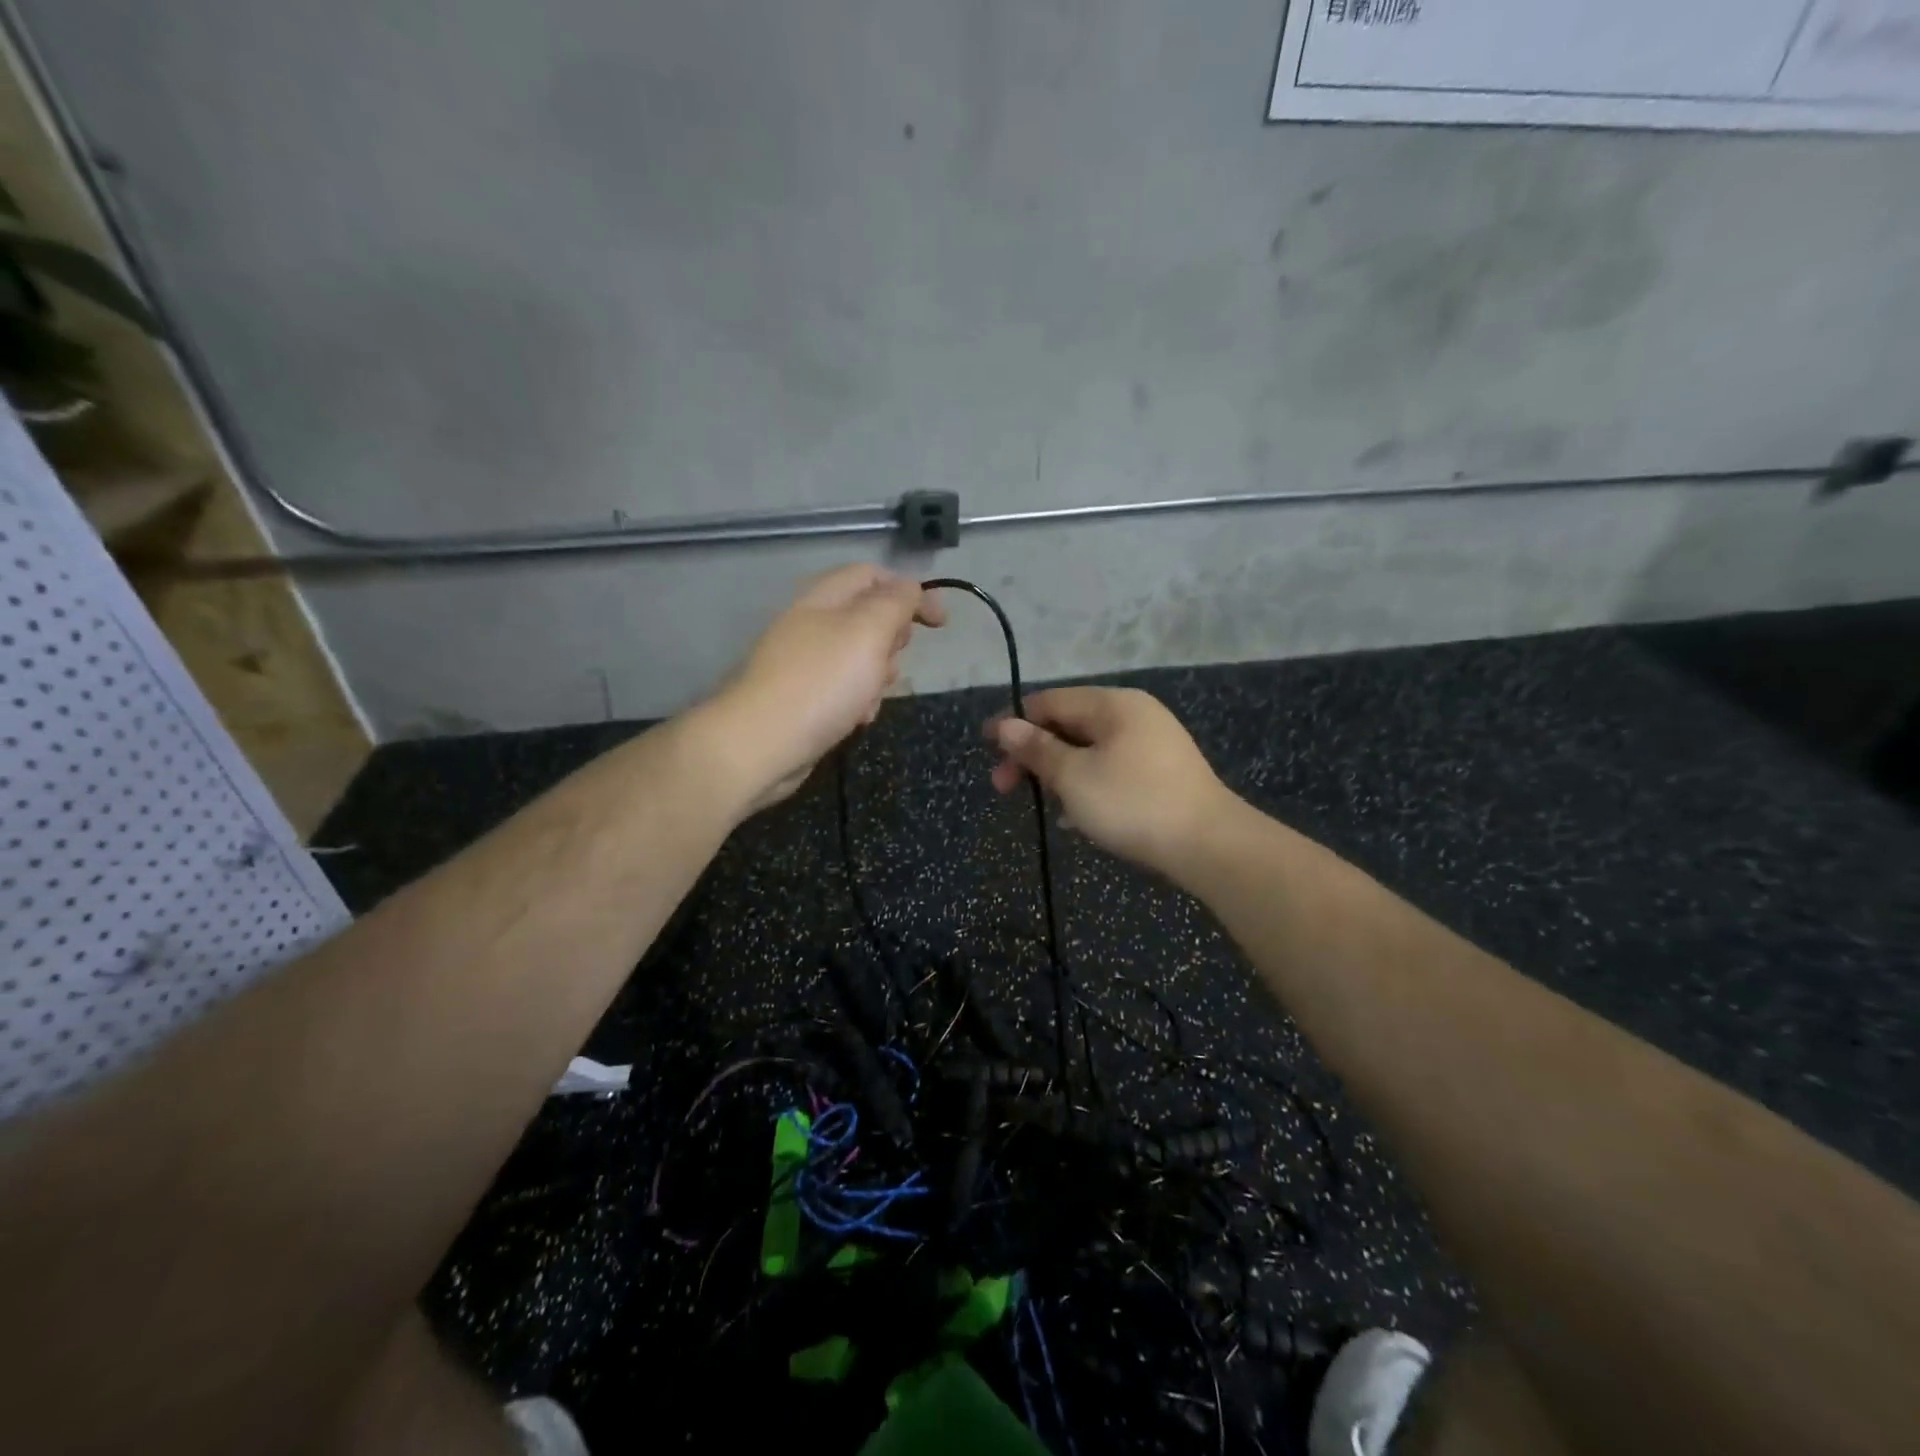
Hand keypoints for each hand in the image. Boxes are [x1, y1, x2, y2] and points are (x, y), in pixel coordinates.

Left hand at [705, 564, 943, 811]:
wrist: (762, 744)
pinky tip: (857, 720)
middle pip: (869, 617)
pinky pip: (845, 690)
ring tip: (871, 698)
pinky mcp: (804, 697)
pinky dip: (858, 702)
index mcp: (824, 598)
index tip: (940, 624)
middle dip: (892, 640)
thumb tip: (911, 588)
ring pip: (861, 658)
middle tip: (892, 659)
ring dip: (878, 676)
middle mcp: (812, 623)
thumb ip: (895, 602)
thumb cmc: (822, 682)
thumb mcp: (868, 632)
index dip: (911, 591)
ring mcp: (805, 662)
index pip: (873, 575)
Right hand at [986, 687, 1232, 875]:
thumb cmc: (1132, 803)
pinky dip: (1088, 786)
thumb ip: (1037, 749)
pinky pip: (1112, 770)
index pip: (1049, 701)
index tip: (987, 749)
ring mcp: (1152, 744)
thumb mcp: (1073, 776)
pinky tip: (1076, 817)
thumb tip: (1005, 725)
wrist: (1209, 845)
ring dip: (1059, 774)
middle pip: (1069, 725)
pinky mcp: (1162, 774)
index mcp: (1113, 704)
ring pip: (1089, 751)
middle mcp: (1134, 715)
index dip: (1014, 723)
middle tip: (1005, 787)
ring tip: (1044, 806)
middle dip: (1034, 755)